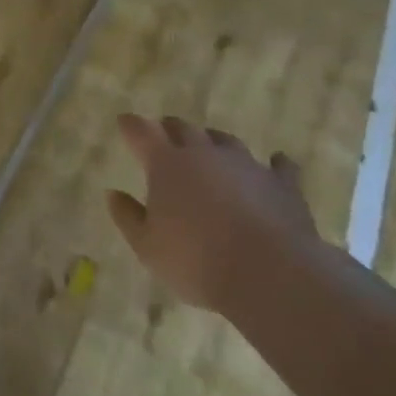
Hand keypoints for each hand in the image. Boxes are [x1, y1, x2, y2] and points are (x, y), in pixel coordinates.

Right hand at [108, 115, 317, 312]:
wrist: (270, 274)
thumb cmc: (196, 260)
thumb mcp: (147, 246)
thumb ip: (128, 217)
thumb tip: (113, 194)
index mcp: (166, 164)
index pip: (142, 132)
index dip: (131, 125)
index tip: (124, 121)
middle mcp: (204, 154)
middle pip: (183, 129)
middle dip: (170, 129)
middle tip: (164, 133)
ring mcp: (246, 165)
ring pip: (226, 141)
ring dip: (214, 142)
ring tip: (210, 147)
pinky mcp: (282, 185)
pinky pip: (279, 166)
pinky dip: (274, 163)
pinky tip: (276, 162)